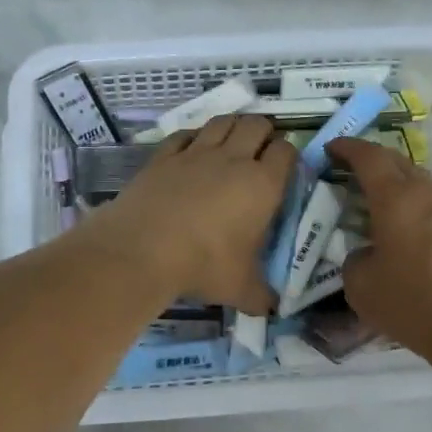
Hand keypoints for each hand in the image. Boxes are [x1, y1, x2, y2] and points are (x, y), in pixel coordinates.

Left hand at [87, 115, 295, 314]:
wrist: (142, 250)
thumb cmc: (203, 265)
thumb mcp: (241, 289)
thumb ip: (262, 296)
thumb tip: (273, 309)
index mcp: (262, 185)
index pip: (286, 152)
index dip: (289, 154)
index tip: (284, 168)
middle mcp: (233, 159)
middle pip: (257, 124)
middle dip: (264, 131)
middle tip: (261, 149)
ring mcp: (196, 153)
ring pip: (222, 121)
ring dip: (233, 125)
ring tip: (232, 139)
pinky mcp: (165, 155)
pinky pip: (185, 134)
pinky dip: (194, 136)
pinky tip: (193, 147)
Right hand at [328, 137, 431, 359]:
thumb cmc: (412, 302)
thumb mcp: (360, 286)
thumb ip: (353, 260)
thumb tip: (365, 254)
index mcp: (395, 197)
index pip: (368, 157)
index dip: (346, 148)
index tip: (329, 149)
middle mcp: (424, 193)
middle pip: (395, 160)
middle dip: (369, 159)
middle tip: (346, 169)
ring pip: (416, 179)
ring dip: (392, 180)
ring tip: (371, 197)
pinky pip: (429, 201)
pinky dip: (408, 201)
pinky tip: (397, 224)